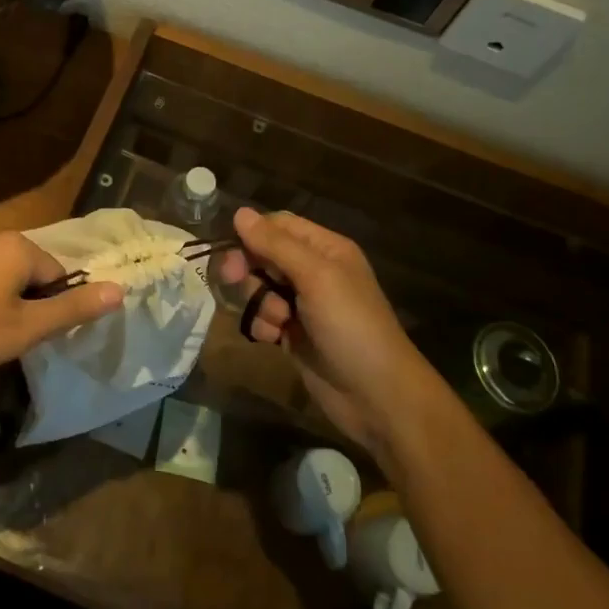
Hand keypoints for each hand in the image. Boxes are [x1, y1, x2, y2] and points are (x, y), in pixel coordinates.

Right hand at [217, 208, 437, 455]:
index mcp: (325, 249)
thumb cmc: (351, 326)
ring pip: (259, 287)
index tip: (231, 250)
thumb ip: (275, 244)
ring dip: (258, 301)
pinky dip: (262, 326)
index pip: (279, 225)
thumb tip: (239, 212)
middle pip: (263, 255)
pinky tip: (274, 339)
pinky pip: (263, 317)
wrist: (377, 396)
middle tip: (233, 280)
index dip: (252, 233)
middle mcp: (313, 271)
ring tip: (277, 321)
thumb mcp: (316, 277)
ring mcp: (302, 304)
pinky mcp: (293, 333)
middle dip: (248, 268)